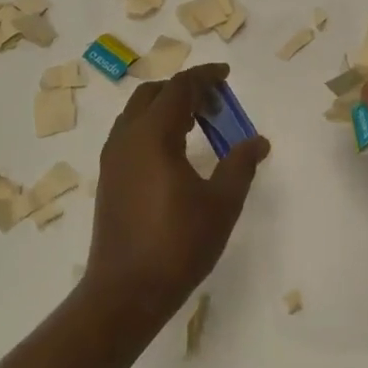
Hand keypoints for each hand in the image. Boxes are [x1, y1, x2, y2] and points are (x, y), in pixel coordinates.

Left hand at [84, 63, 269, 329]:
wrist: (125, 292)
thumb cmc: (177, 245)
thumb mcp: (221, 203)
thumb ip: (240, 165)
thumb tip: (258, 141)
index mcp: (152, 135)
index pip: (179, 88)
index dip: (204, 76)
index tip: (226, 75)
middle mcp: (126, 138)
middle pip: (153, 94)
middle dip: (185, 90)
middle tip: (215, 104)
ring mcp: (112, 159)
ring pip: (138, 114)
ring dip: (167, 108)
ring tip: (199, 125)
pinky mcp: (109, 179)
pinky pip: (131, 135)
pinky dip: (154, 128)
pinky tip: (176, 153)